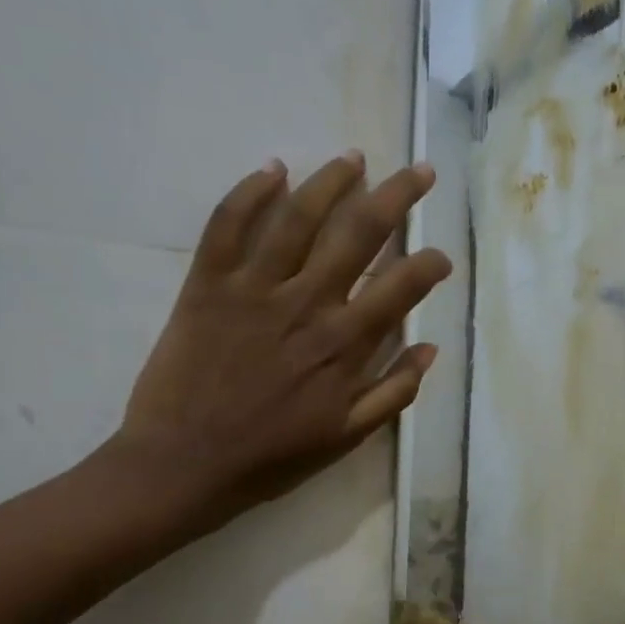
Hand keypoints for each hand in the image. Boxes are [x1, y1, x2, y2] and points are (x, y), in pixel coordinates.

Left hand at [103, 152, 450, 539]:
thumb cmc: (271, 458)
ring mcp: (254, 290)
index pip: (400, 287)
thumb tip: (429, 348)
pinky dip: (249, 193)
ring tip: (354, 158)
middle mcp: (306, 305)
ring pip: (298, 217)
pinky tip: (272, 170)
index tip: (441, 256)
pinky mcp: (206, 285)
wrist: (183, 465)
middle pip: (358, 234)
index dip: (429, 264)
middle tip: (419, 172)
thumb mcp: (346, 437)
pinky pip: (227, 226)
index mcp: (344, 345)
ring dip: (331, 181)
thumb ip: (393, 392)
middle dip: (396, 197)